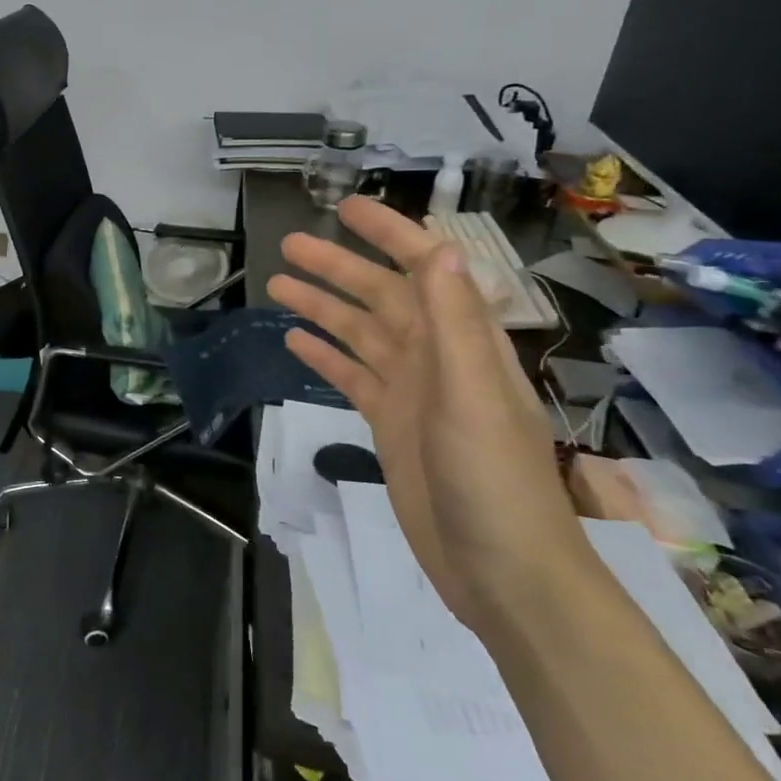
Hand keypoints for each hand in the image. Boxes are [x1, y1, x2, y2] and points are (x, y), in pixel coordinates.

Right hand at [267, 198, 589, 632]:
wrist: (502, 571)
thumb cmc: (492, 480)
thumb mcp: (473, 396)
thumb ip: (454, 323)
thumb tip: (438, 251)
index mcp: (462, 342)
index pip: (424, 270)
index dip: (389, 235)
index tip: (347, 209)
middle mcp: (435, 357)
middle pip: (380, 297)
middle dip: (338, 267)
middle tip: (290, 246)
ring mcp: (411, 392)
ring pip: (359, 334)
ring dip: (323, 308)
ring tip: (278, 285)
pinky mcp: (390, 424)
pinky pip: (351, 376)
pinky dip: (325, 357)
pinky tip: (295, 343)